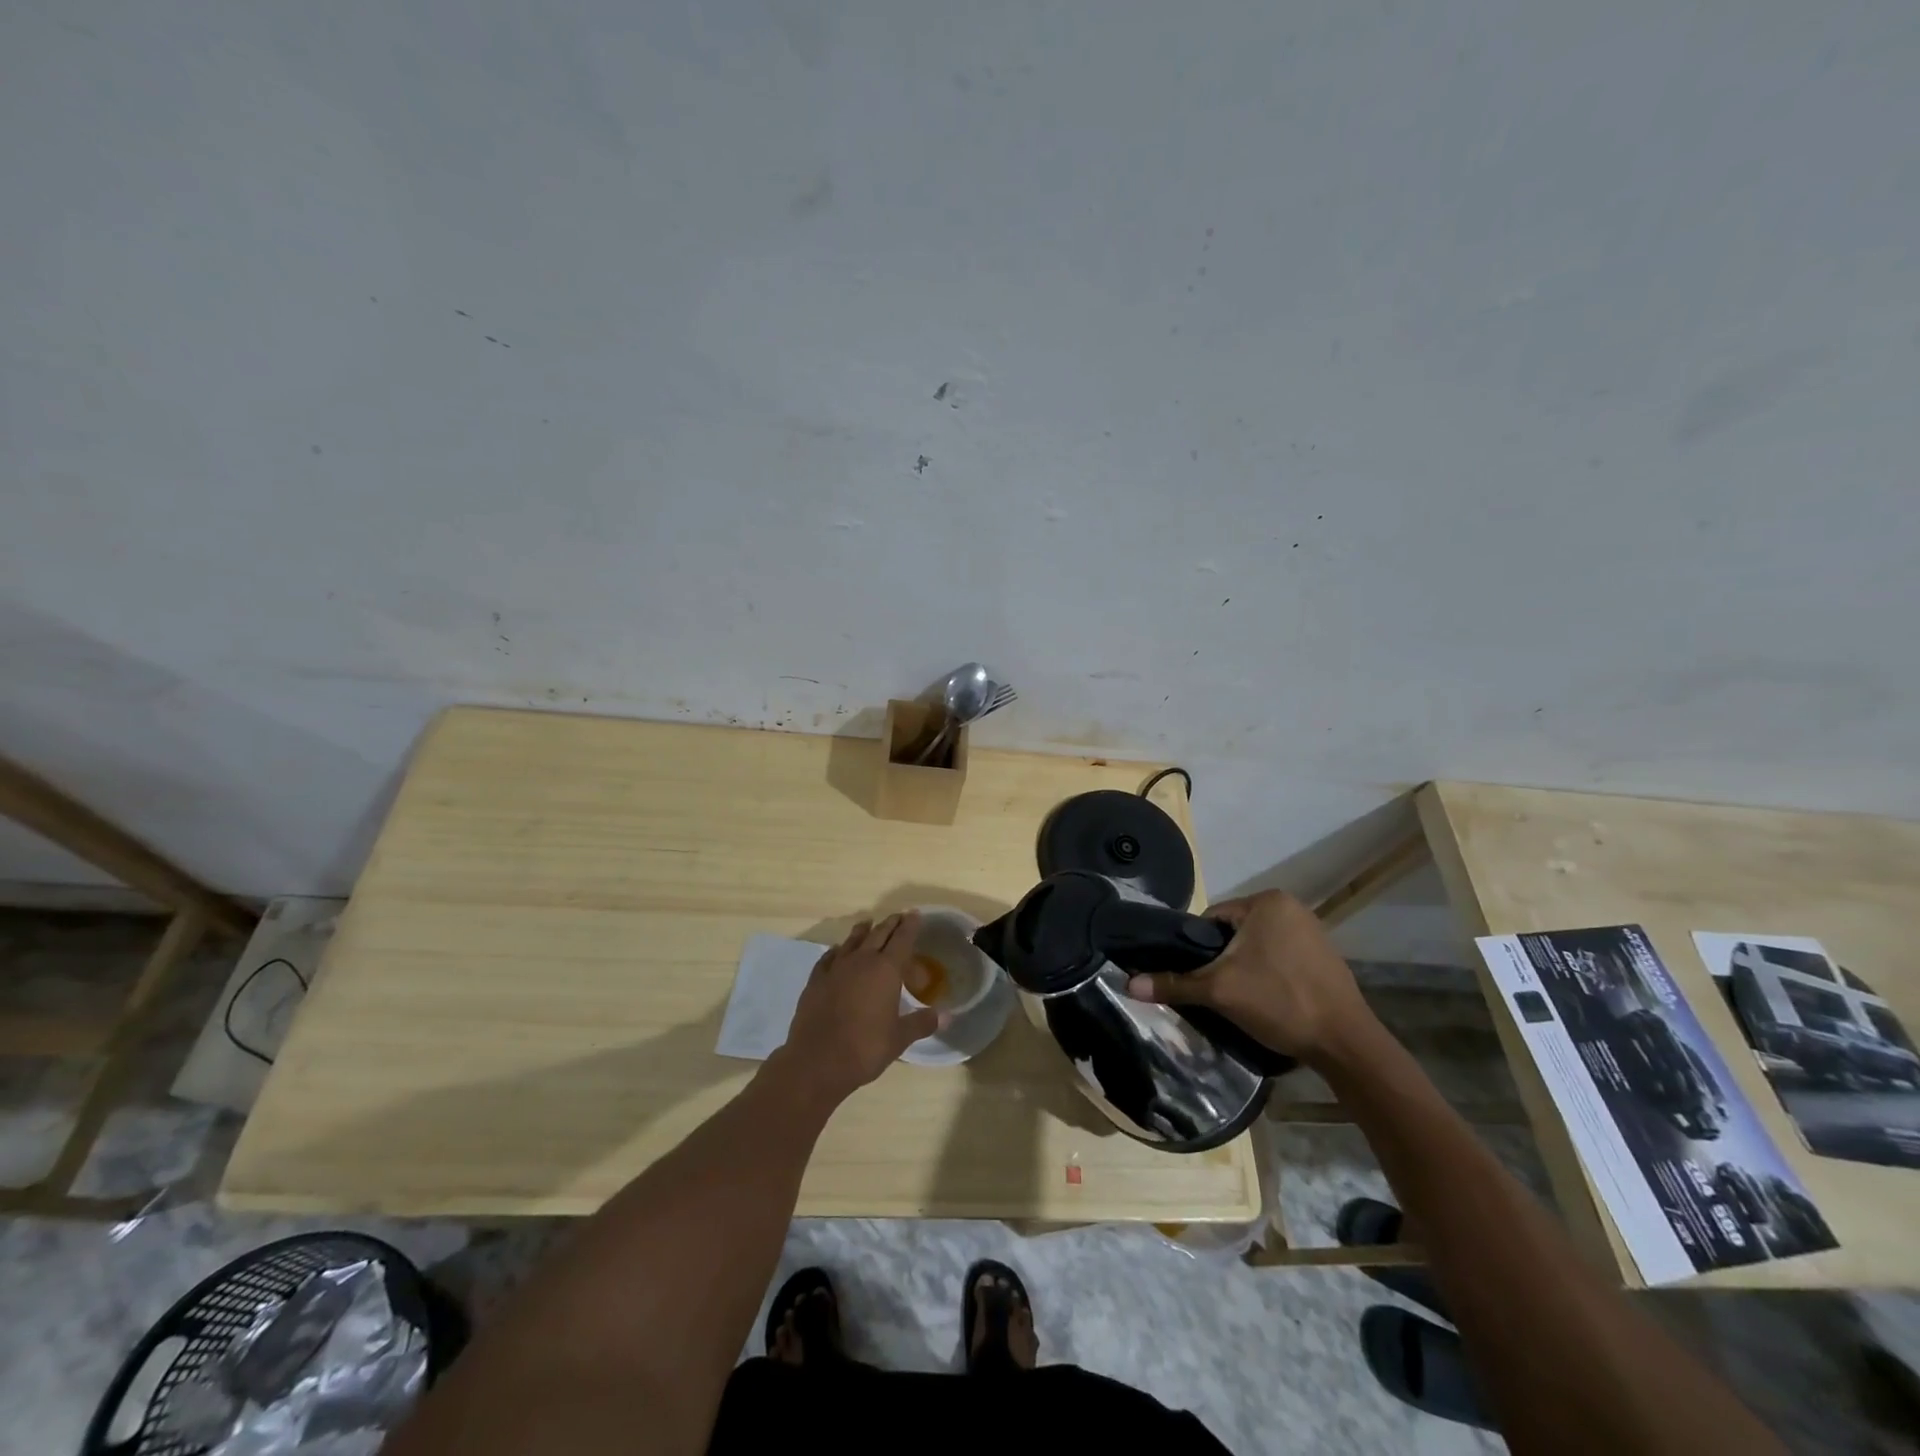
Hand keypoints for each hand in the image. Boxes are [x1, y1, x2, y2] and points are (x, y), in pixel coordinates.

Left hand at [776, 912, 941, 1101]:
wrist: (817, 1061)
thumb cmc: (865, 1048)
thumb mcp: (899, 1039)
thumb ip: (921, 1023)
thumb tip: (945, 1016)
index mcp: (886, 970)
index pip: (902, 940)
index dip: (910, 926)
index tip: (915, 914)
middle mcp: (862, 961)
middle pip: (878, 934)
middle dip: (890, 923)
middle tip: (899, 916)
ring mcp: (835, 969)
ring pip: (852, 941)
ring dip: (863, 931)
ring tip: (868, 923)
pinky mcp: (816, 981)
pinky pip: (828, 957)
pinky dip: (837, 950)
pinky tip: (837, 951)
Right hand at [1123, 890, 1376, 1063]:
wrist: (1346, 1044)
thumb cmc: (1280, 1002)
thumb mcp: (1219, 991)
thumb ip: (1174, 983)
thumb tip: (1128, 983)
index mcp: (1267, 901)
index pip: (1211, 919)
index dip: (1198, 949)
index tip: (1197, 977)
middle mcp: (1291, 907)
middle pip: (1234, 933)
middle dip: (1223, 961)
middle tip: (1217, 992)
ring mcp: (1312, 931)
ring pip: (1257, 947)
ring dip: (1245, 969)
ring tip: (1241, 1000)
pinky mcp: (1325, 956)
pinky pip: (1280, 958)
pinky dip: (1269, 975)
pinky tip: (1269, 1001)